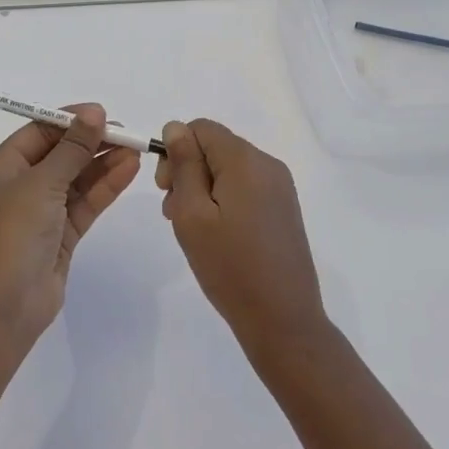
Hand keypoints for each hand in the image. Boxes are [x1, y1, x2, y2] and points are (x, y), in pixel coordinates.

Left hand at [0, 105, 141, 344]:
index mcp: (2, 168)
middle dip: (92, 142)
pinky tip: (129, 170)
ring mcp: (42, 212)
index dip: (70, 121)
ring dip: (103, 164)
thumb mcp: (42, 182)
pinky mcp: (61, 234)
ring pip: (76, 179)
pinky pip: (85, 202)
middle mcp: (20, 186)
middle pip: (60, 154)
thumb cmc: (15, 232)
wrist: (7, 303)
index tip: (101, 113)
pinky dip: (105, 186)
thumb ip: (72, 149)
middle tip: (126, 133)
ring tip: (136, 149)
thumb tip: (94, 113)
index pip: (38, 133)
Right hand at [156, 119, 327, 351]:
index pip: (201, 128)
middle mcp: (268, 165)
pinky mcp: (283, 209)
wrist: (282, 320)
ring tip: (193, 230)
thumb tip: (176, 127)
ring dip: (203, 188)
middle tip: (174, 213)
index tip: (165, 188)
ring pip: (229, 169)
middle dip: (187, 171)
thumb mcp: (192, 214)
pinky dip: (223, 201)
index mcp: (246, 160)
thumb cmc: (230, 267)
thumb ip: (183, 165)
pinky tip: (217, 236)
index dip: (176, 150)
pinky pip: (245, 188)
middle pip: (215, 147)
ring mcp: (280, 187)